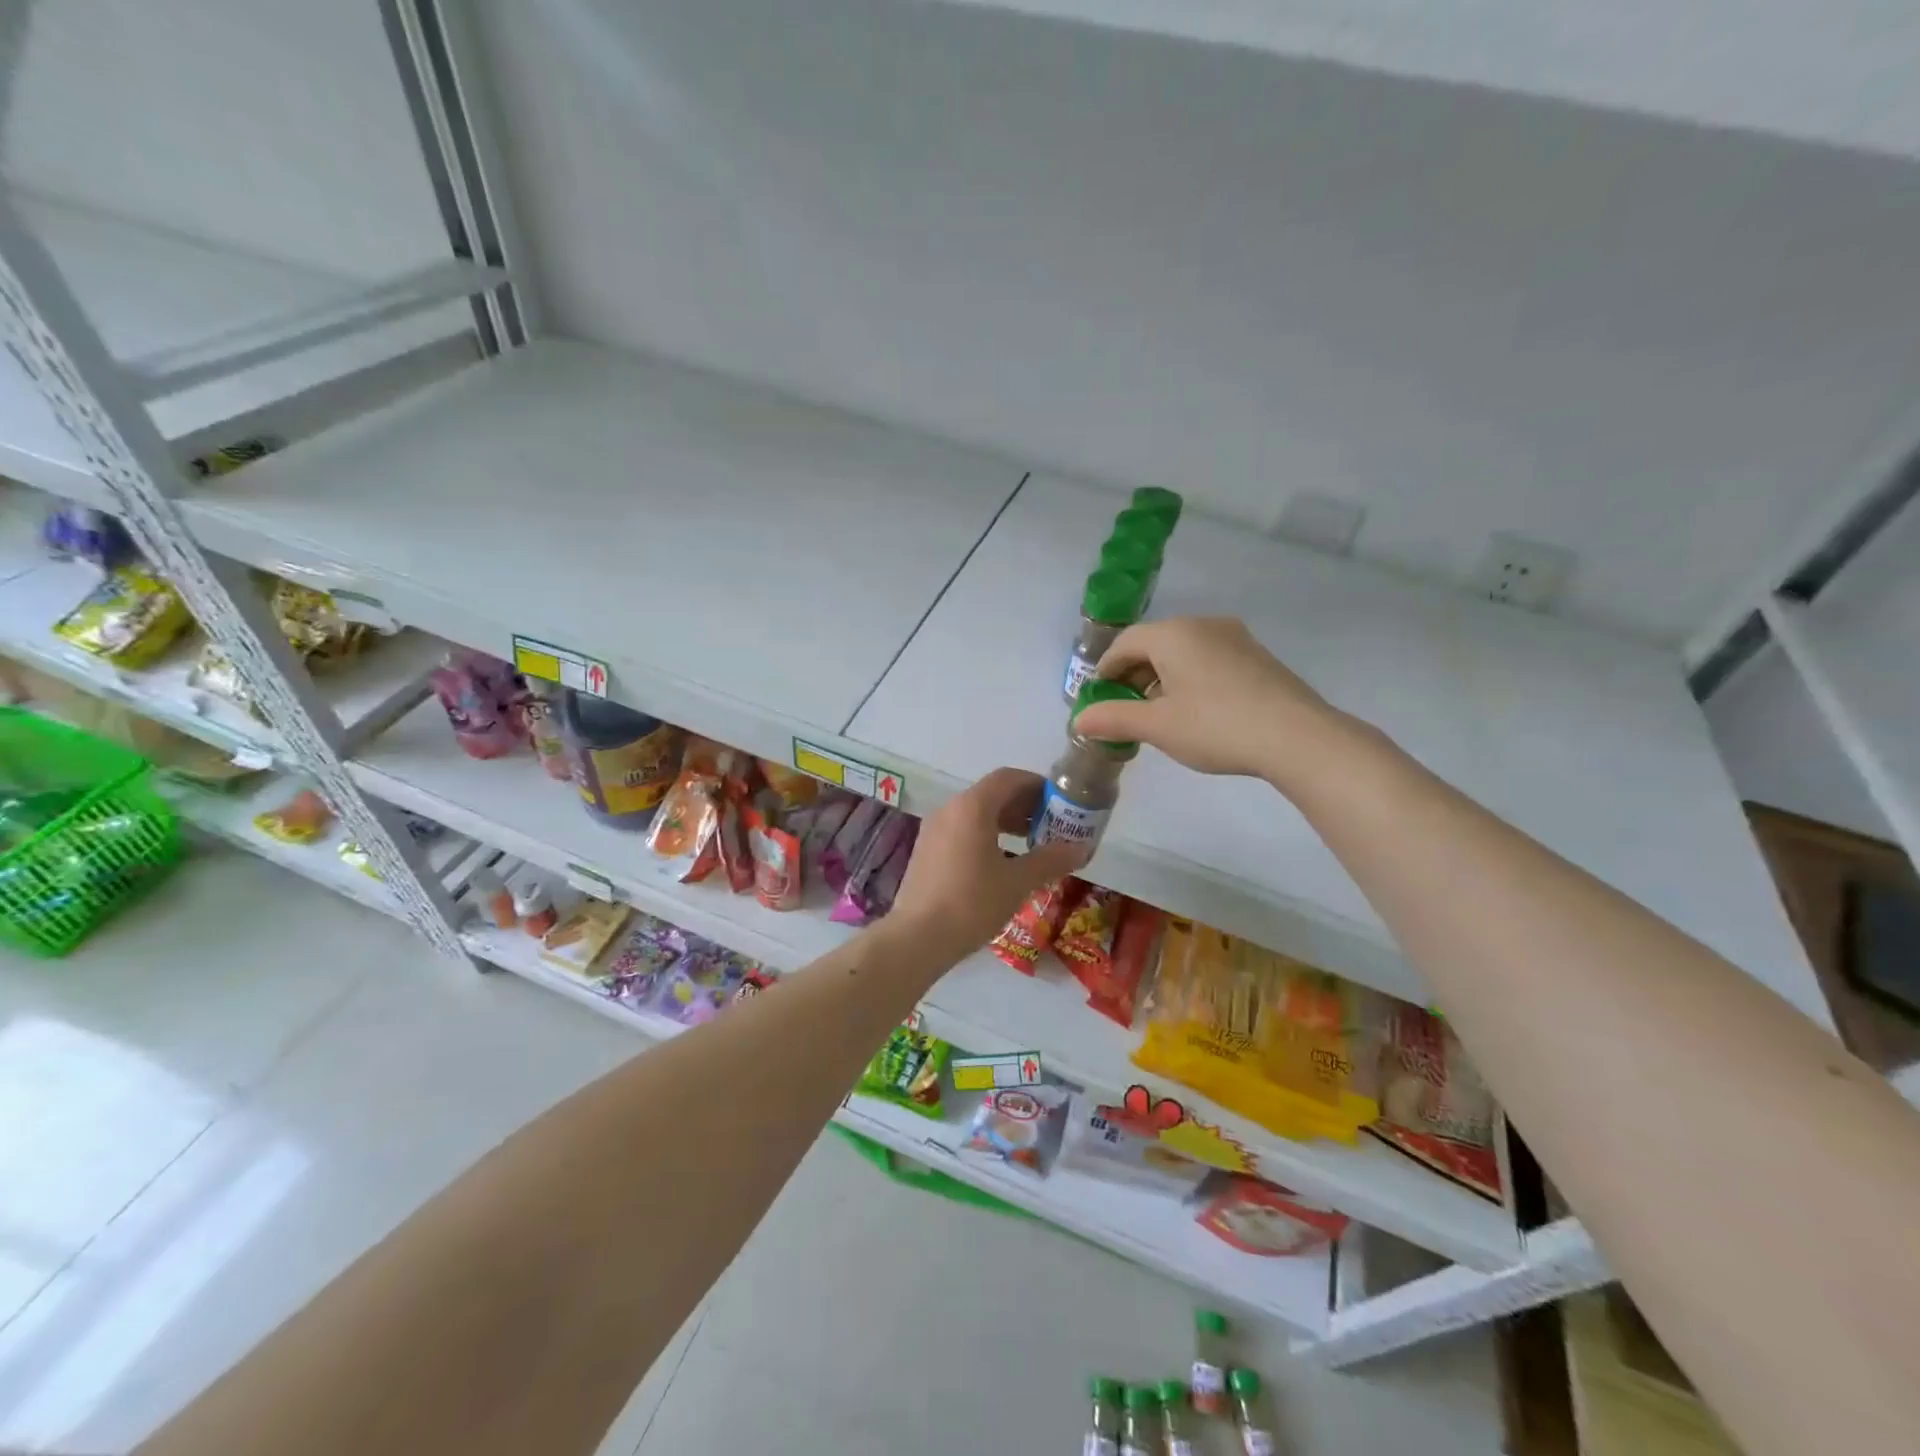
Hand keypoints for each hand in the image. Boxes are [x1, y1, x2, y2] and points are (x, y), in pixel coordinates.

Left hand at [888, 768, 1087, 964]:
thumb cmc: (972, 903)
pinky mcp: (926, 851)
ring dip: (1005, 822)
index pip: (1008, 778)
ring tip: (1031, 844)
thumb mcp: (1018, 882)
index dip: (1037, 785)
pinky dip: (986, 835)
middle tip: (1051, 825)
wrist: (917, 938)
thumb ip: (1050, 860)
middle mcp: (949, 809)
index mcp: (971, 807)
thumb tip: (1081, 848)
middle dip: (1023, 806)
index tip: (1060, 802)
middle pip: (991, 794)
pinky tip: (1002, 863)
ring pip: (975, 813)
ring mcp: (934, 830)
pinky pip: (961, 830)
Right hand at [1072, 616, 1343, 781]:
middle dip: (1133, 675)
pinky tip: (1195, 710)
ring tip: (1158, 714)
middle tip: (1125, 710)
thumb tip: (1079, 720)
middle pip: (1154, 644)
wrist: (1296, 736)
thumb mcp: (1157, 727)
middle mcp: (1202, 625)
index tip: (1098, 699)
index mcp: (1173, 634)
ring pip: (1183, 651)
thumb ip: (1113, 719)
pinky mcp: (1256, 656)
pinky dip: (1189, 678)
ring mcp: (1234, 637)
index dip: (1105, 671)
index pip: (1124, 644)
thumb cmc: (1215, 726)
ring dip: (1161, 678)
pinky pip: (1208, 658)